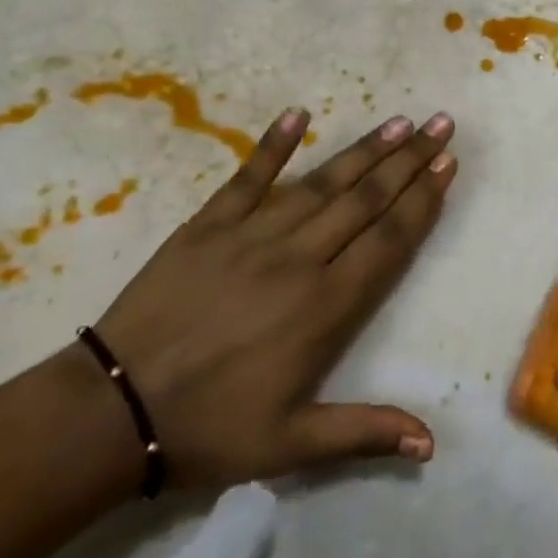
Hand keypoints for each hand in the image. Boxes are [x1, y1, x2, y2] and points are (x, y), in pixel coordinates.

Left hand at [89, 108, 457, 487]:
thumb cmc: (210, 428)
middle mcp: (300, 259)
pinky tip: (299, 114)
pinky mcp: (208, 226)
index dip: (423, 200)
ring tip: (399, 121)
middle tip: (441, 124)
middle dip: (409, 161)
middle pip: (367, 201)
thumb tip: (433, 444)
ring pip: (322, 184)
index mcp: (327, 305)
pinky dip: (274, 145)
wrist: (110, 414)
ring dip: (365, 151)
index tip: (447, 164)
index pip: (389, 239)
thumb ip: (365, 432)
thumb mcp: (292, 444)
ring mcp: (252, 236)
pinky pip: (248, 177)